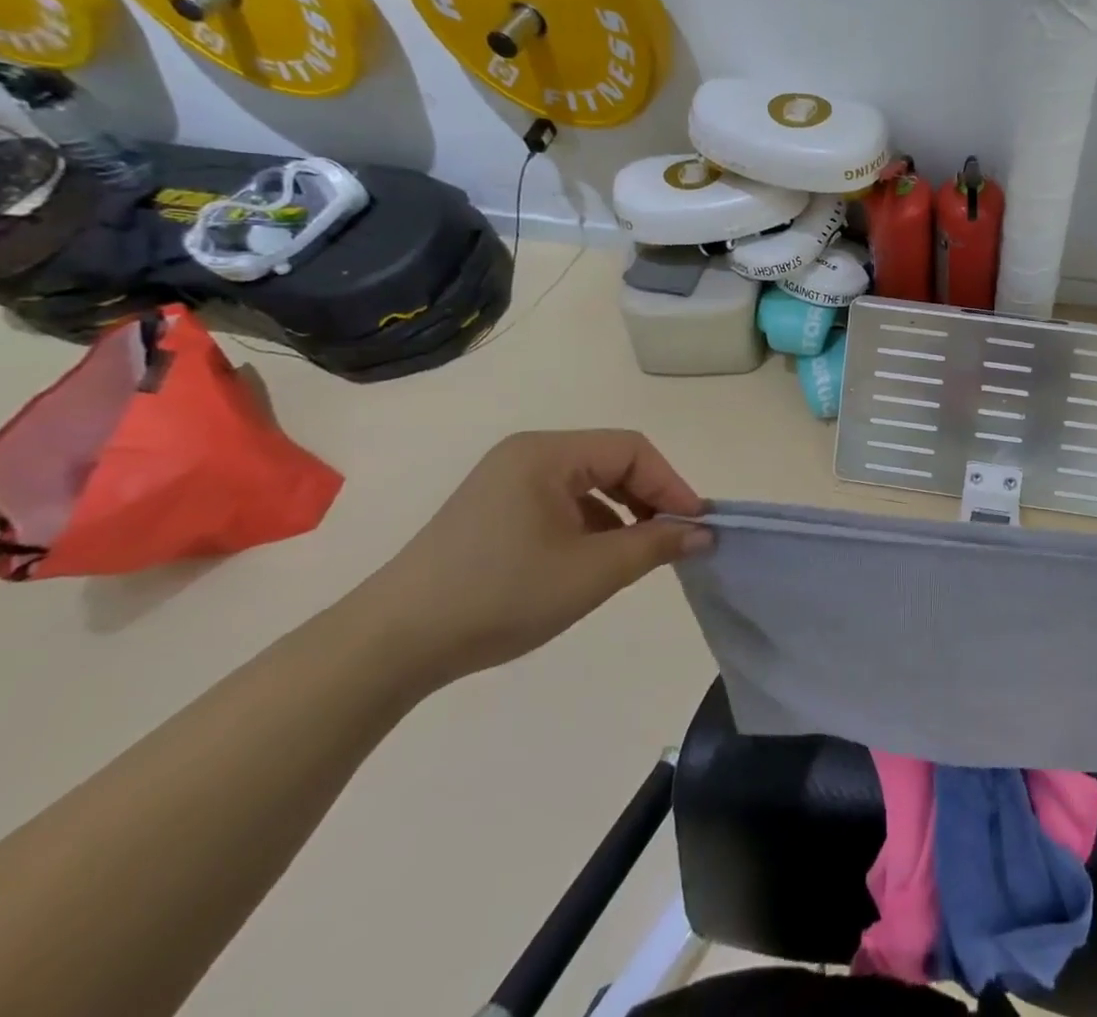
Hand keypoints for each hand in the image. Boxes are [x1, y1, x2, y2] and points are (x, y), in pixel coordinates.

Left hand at [354, 430, 709, 686]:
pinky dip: (590, 524)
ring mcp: (506, 481)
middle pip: (611, 462)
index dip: (671, 484)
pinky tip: (593, 561)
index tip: (697, 525)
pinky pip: (561, 503)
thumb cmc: (501, 595)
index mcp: (548, 453)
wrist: (391, 645)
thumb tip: (705, 533)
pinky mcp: (494, 511)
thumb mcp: (592, 572)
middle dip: (648, 498)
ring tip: (637, 555)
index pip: (632, 450)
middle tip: (673, 540)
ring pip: (588, 484)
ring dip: (622, 514)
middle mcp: (527, 455)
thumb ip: (656, 545)